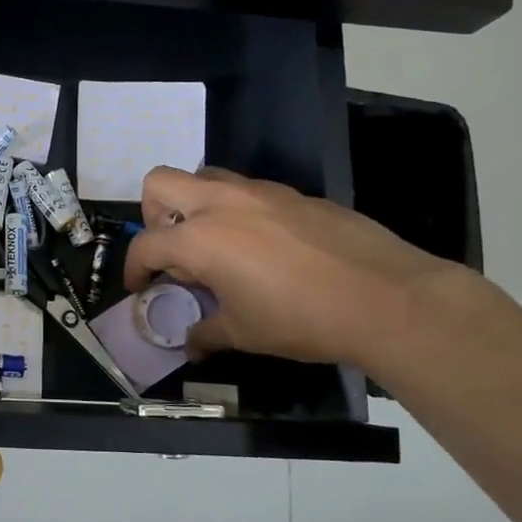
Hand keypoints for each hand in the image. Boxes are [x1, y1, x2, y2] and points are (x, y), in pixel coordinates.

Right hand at [122, 167, 467, 366]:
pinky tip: (264, 248)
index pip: (146, 245)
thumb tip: (190, 343)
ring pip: (206, 178)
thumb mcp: (244, 333)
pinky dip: (239, 212)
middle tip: (171, 248)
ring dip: (196, 205)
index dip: (135, 269)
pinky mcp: (295, 195)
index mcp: (199, 238)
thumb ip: (206, 332)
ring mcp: (261, 193)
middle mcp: (221, 204)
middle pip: (160, 182)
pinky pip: (249, 192)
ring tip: (215, 245)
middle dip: (153, 213)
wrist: (387, 298)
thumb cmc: (301, 319)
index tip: (142, 288)